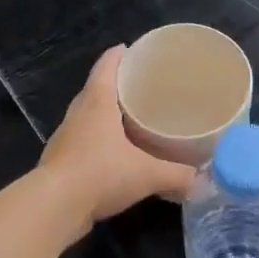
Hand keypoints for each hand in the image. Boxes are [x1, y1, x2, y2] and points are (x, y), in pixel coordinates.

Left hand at [38, 45, 195, 239]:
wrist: (54, 207)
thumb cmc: (100, 174)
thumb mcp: (147, 174)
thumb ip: (178, 176)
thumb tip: (204, 182)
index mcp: (97, 103)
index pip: (107, 66)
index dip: (120, 55)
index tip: (135, 51)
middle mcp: (78, 114)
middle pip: (96, 89)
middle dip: (117, 85)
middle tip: (143, 88)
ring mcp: (66, 138)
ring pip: (88, 117)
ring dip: (106, 115)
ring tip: (132, 120)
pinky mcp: (61, 161)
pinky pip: (84, 142)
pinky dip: (100, 142)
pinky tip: (116, 155)